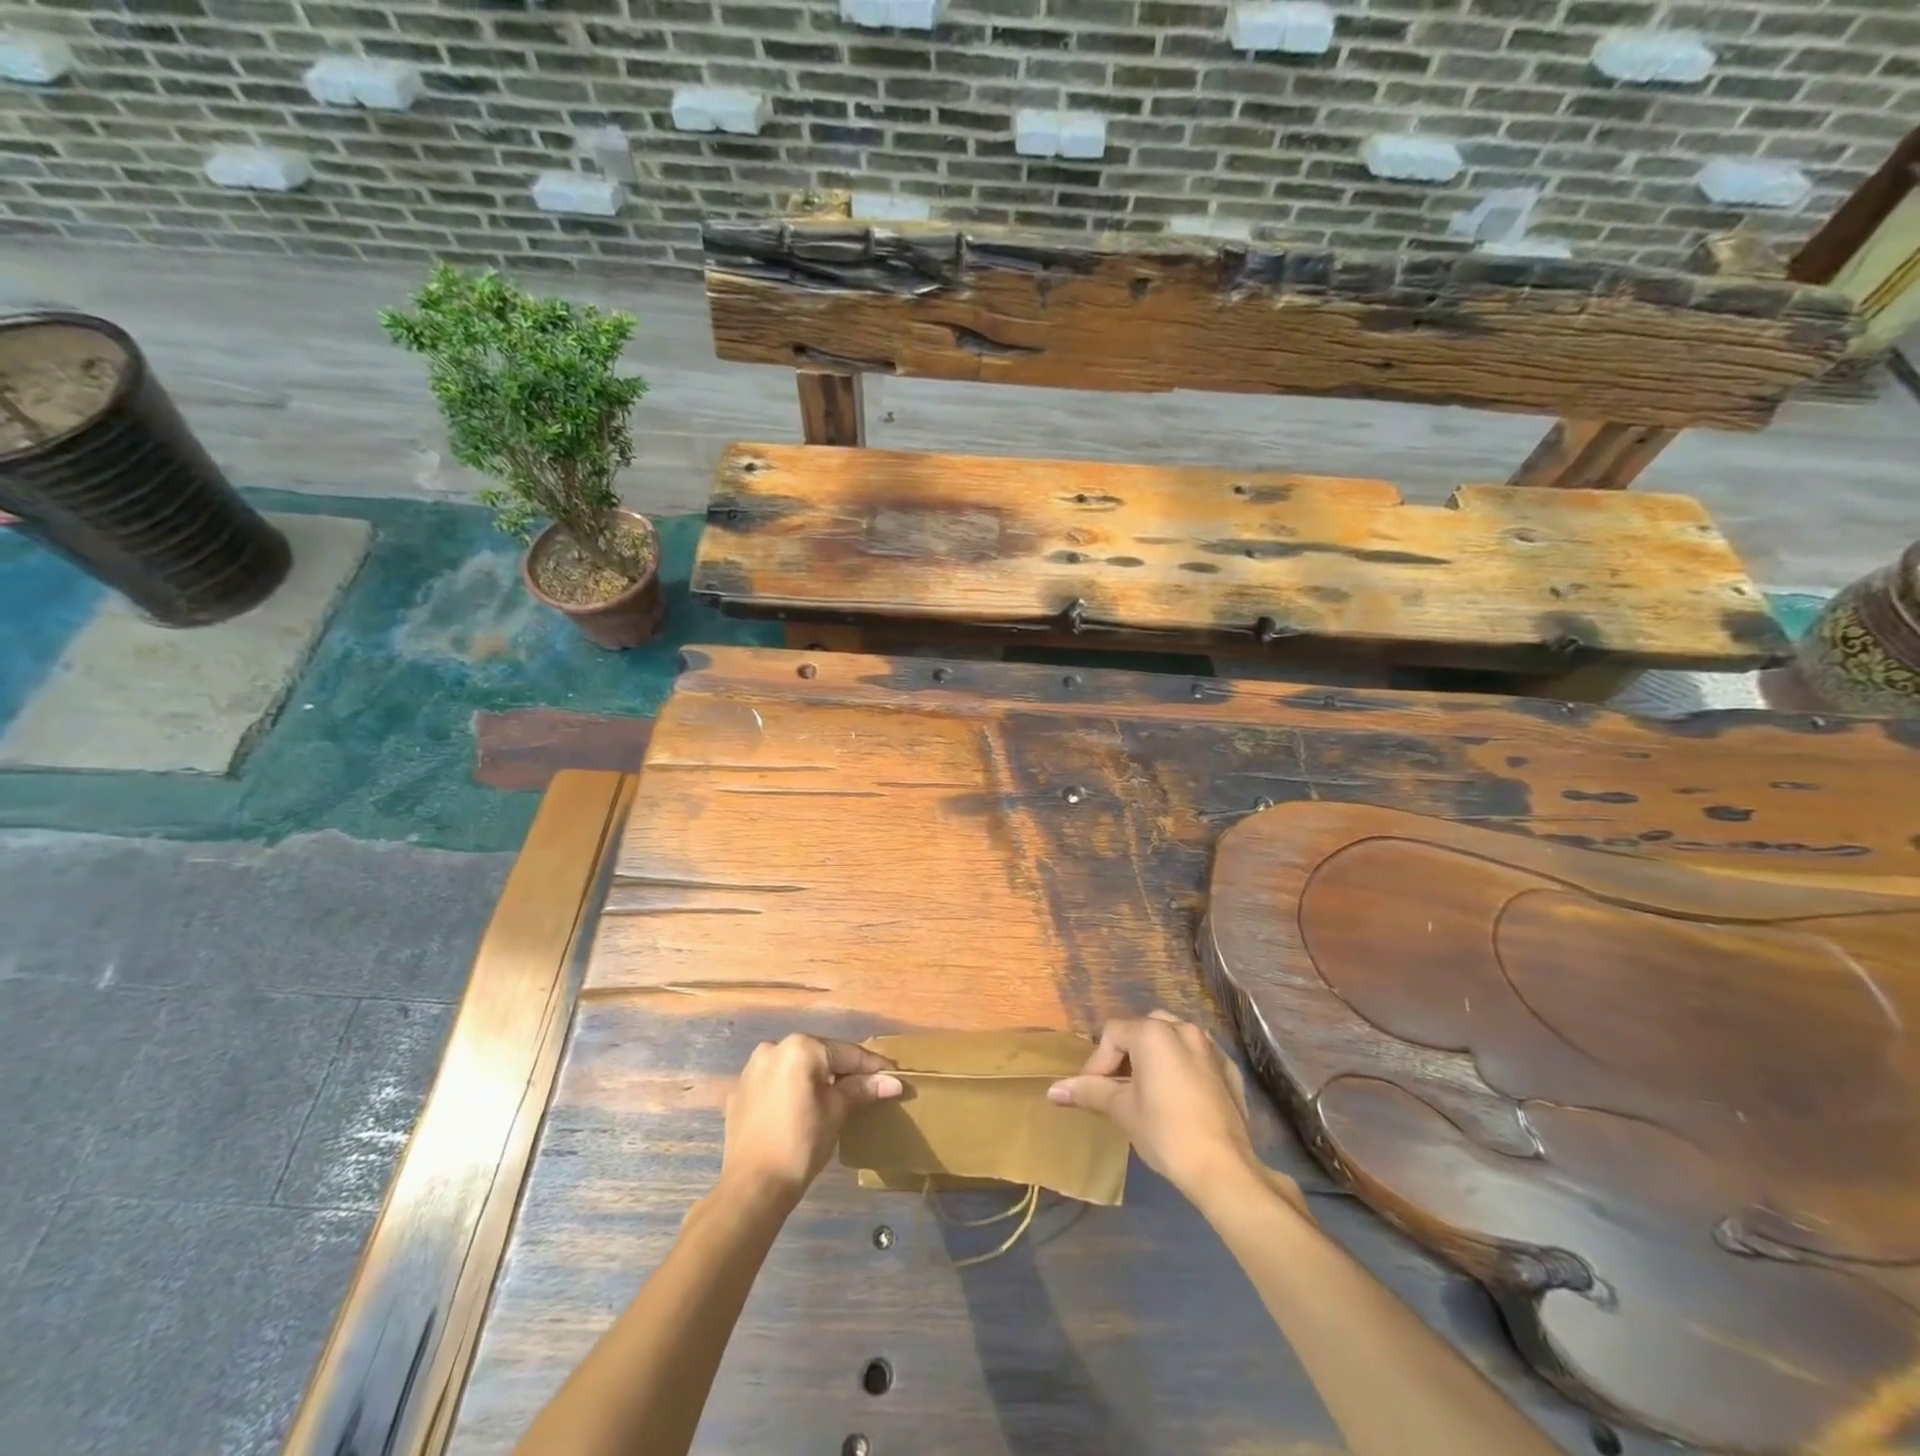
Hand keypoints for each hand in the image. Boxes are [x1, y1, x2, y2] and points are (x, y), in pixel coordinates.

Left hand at [721, 1034, 902, 1206]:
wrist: (753, 1188)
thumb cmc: (801, 1144)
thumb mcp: (836, 1112)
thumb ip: (861, 1089)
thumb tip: (892, 1082)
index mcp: (800, 1048)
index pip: (846, 1053)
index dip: (872, 1066)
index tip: (893, 1074)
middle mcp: (773, 1048)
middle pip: (819, 1056)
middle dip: (842, 1071)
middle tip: (868, 1086)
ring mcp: (751, 1070)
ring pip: (794, 1067)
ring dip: (815, 1078)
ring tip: (836, 1096)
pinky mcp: (739, 1093)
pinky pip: (774, 1084)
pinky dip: (790, 1091)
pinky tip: (801, 1109)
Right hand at [1049, 1010, 1273, 1200]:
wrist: (1223, 1169)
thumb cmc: (1165, 1133)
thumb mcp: (1122, 1110)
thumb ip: (1089, 1091)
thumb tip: (1053, 1090)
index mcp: (1153, 1033)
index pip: (1113, 1034)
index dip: (1098, 1061)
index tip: (1093, 1092)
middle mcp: (1182, 1029)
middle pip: (1143, 1029)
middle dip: (1126, 1054)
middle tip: (1117, 1086)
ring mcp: (1210, 1048)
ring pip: (1173, 1038)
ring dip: (1155, 1057)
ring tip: (1146, 1090)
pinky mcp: (1229, 1070)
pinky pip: (1198, 1057)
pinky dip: (1183, 1067)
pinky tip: (1179, 1096)